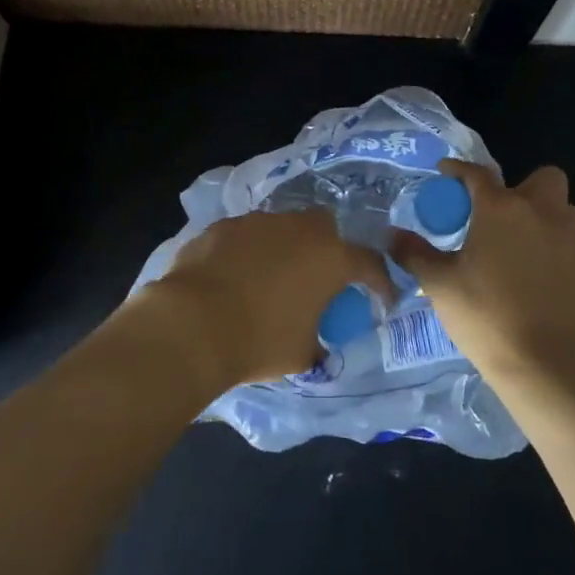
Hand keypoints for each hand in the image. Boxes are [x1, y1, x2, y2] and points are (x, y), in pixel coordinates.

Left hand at [132, 210, 391, 393]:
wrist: (194, 324)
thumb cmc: (260, 341)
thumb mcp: (302, 353)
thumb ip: (318, 340)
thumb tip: (316, 343)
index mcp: (331, 258)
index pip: (370, 264)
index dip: (379, 283)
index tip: (380, 299)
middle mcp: (299, 229)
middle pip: (326, 228)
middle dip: (329, 248)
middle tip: (319, 278)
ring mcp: (258, 222)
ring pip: (283, 227)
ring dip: (285, 248)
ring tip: (271, 278)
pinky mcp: (223, 226)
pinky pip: (247, 235)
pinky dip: (248, 252)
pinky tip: (235, 276)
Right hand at [391, 160, 574, 396]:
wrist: (552, 368)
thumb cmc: (488, 317)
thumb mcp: (440, 286)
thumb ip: (415, 255)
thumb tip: (393, 236)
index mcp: (502, 209)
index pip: (477, 174)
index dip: (459, 170)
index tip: (446, 173)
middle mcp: (544, 214)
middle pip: (544, 178)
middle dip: (524, 188)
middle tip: (501, 217)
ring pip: (565, 214)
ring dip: (546, 221)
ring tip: (523, 252)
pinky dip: (561, 258)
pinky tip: (545, 286)